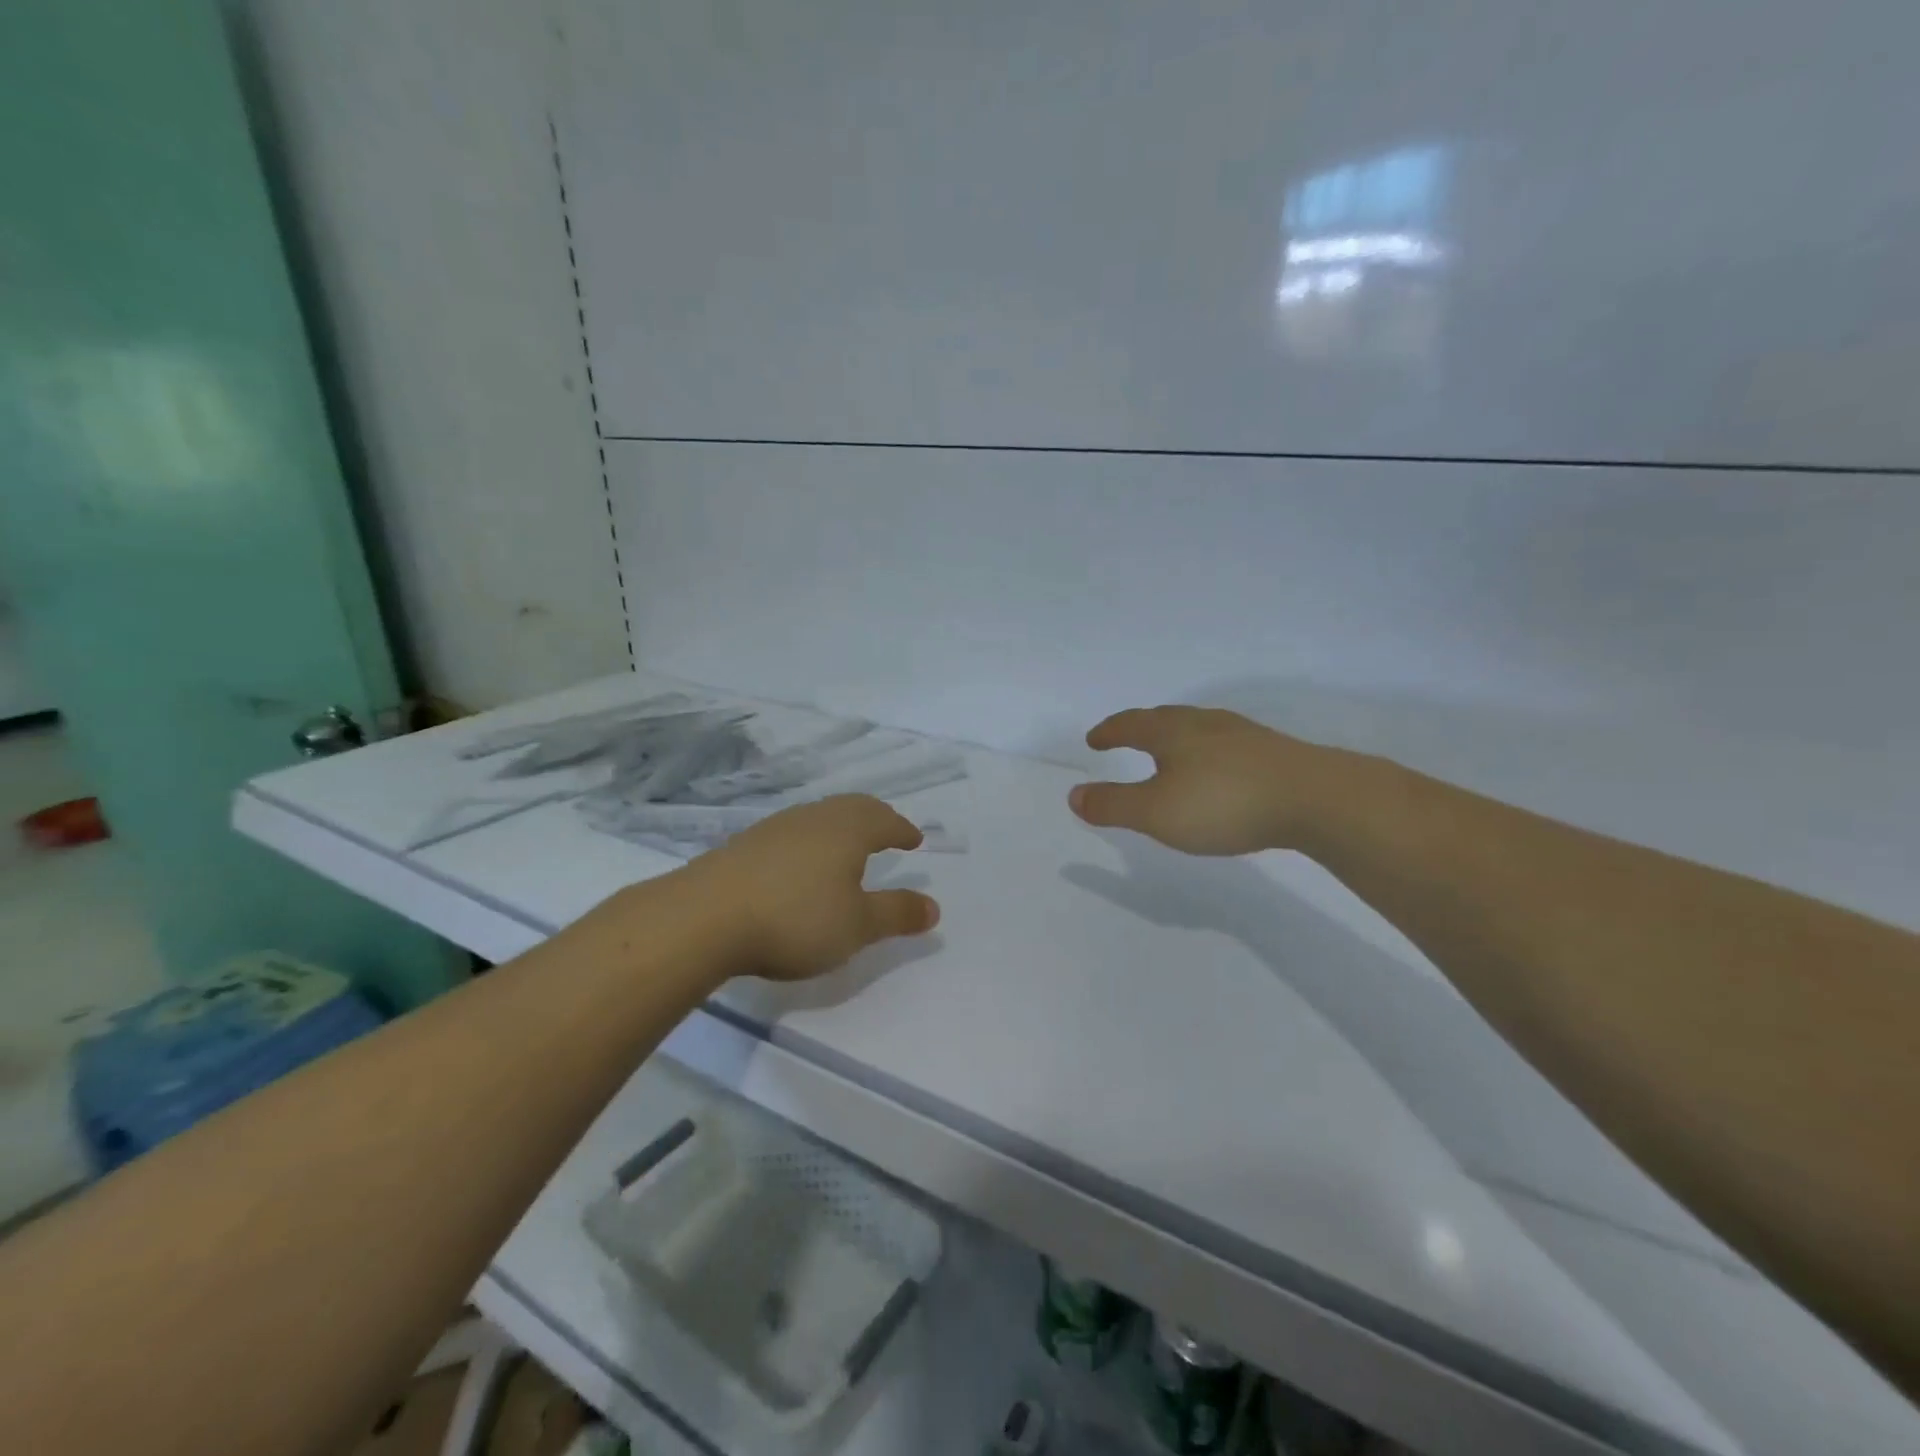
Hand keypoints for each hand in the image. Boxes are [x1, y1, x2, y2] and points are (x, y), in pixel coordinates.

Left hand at [692, 795, 940, 980]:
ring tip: (847, 848)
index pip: (885, 821)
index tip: (915, 839)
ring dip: (841, 827)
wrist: (704, 918)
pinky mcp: (744, 845)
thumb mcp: (857, 926)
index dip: (903, 830)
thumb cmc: (795, 919)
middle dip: (875, 819)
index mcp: (847, 830)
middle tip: (887, 832)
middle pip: (852, 808)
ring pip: (819, 817)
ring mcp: (775, 828)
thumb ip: (896, 914)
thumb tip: (934, 907)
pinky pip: (792, 833)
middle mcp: (814, 818)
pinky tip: (800, 865)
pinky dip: (811, 842)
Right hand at [1069, 706, 1329, 855]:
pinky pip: (1226, 745)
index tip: (1094, 739)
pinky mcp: (1273, 753)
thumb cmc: (1224, 803)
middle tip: (1127, 737)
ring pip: (1199, 729)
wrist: (1317, 798)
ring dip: (1177, 738)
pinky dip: (1208, 753)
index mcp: (1172, 732)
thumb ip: (1113, 805)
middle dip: (1141, 727)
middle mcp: (1206, 724)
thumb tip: (1074, 795)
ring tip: (1171, 752)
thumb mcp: (1156, 812)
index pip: (1130, 724)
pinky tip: (1220, 771)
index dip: (1109, 732)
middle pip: (1165, 719)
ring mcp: (1244, 735)